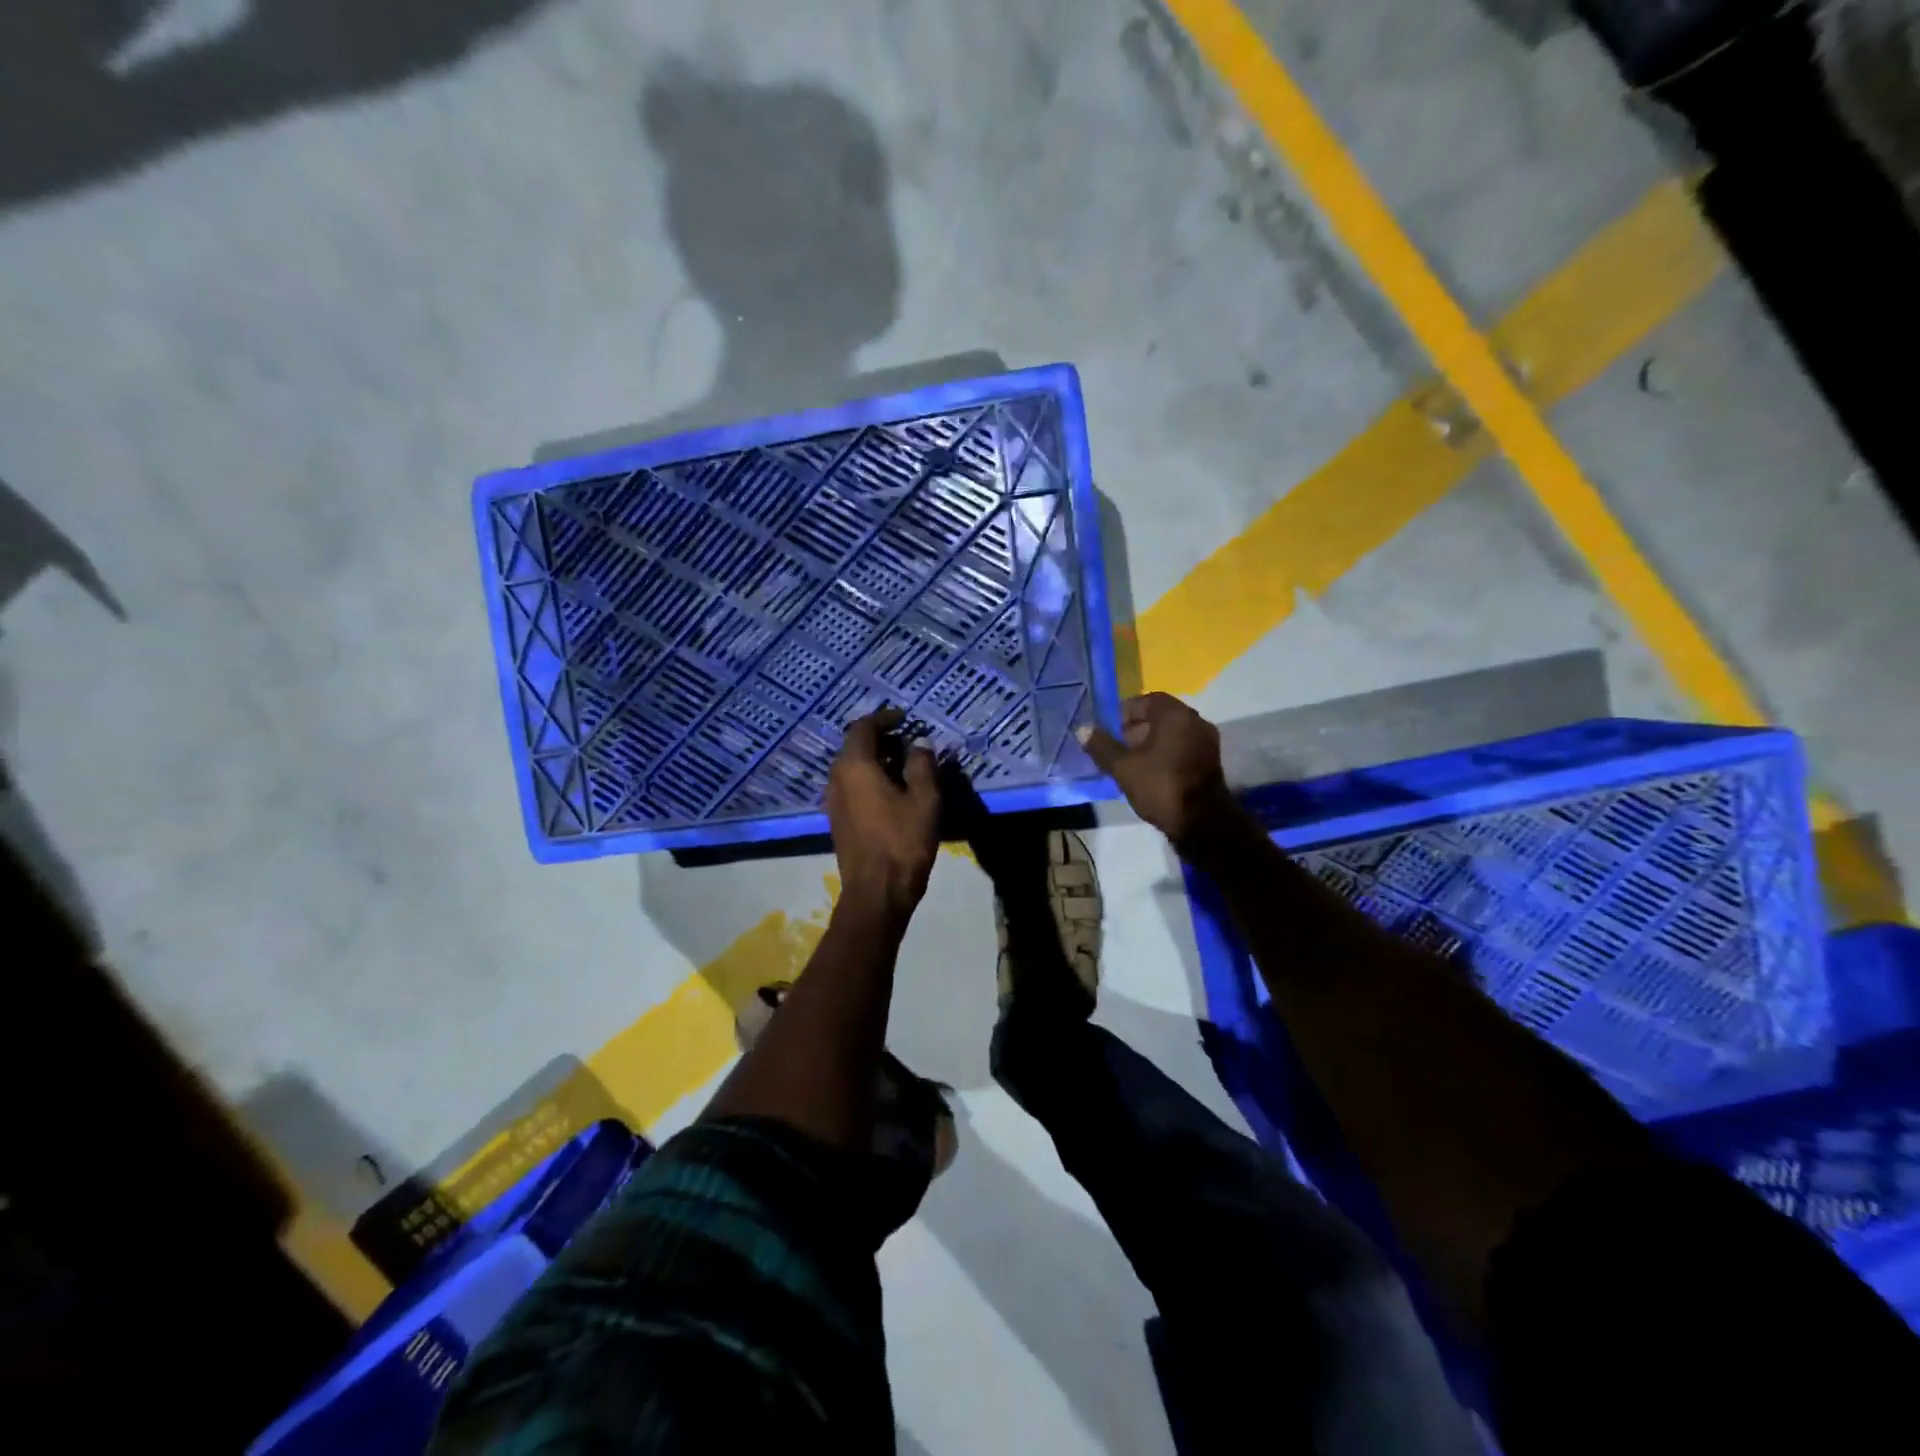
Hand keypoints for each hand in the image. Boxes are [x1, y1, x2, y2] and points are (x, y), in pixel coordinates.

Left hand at [826, 709, 941, 915]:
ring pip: (851, 767)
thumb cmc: (903, 842)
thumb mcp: (925, 799)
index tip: (905, 718)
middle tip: (909, 742)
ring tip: (904, 766)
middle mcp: (837, 778)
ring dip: (875, 760)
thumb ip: (922, 764)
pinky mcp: (837, 819)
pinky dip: (869, 778)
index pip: (863, 727)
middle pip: (854, 745)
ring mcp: (833, 800)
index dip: (885, 718)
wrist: (877, 892)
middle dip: (881, 739)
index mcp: (855, 766)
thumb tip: (919, 743)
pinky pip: (851, 786)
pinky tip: (892, 791)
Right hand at [1078, 693, 1237, 849]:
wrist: (1202, 822)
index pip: (1148, 700)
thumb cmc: (1161, 786)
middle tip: (1116, 747)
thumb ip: (1101, 746)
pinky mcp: (1210, 763)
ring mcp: (1206, 743)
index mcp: (1176, 715)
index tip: (1109, 728)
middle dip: (1135, 729)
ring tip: (1128, 763)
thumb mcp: (1123, 767)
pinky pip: (1181, 748)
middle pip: (1161, 717)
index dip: (1125, 712)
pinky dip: (1164, 754)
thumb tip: (1083, 729)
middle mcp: (1196, 722)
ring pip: (1171, 735)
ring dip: (1149, 743)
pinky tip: (1148, 773)